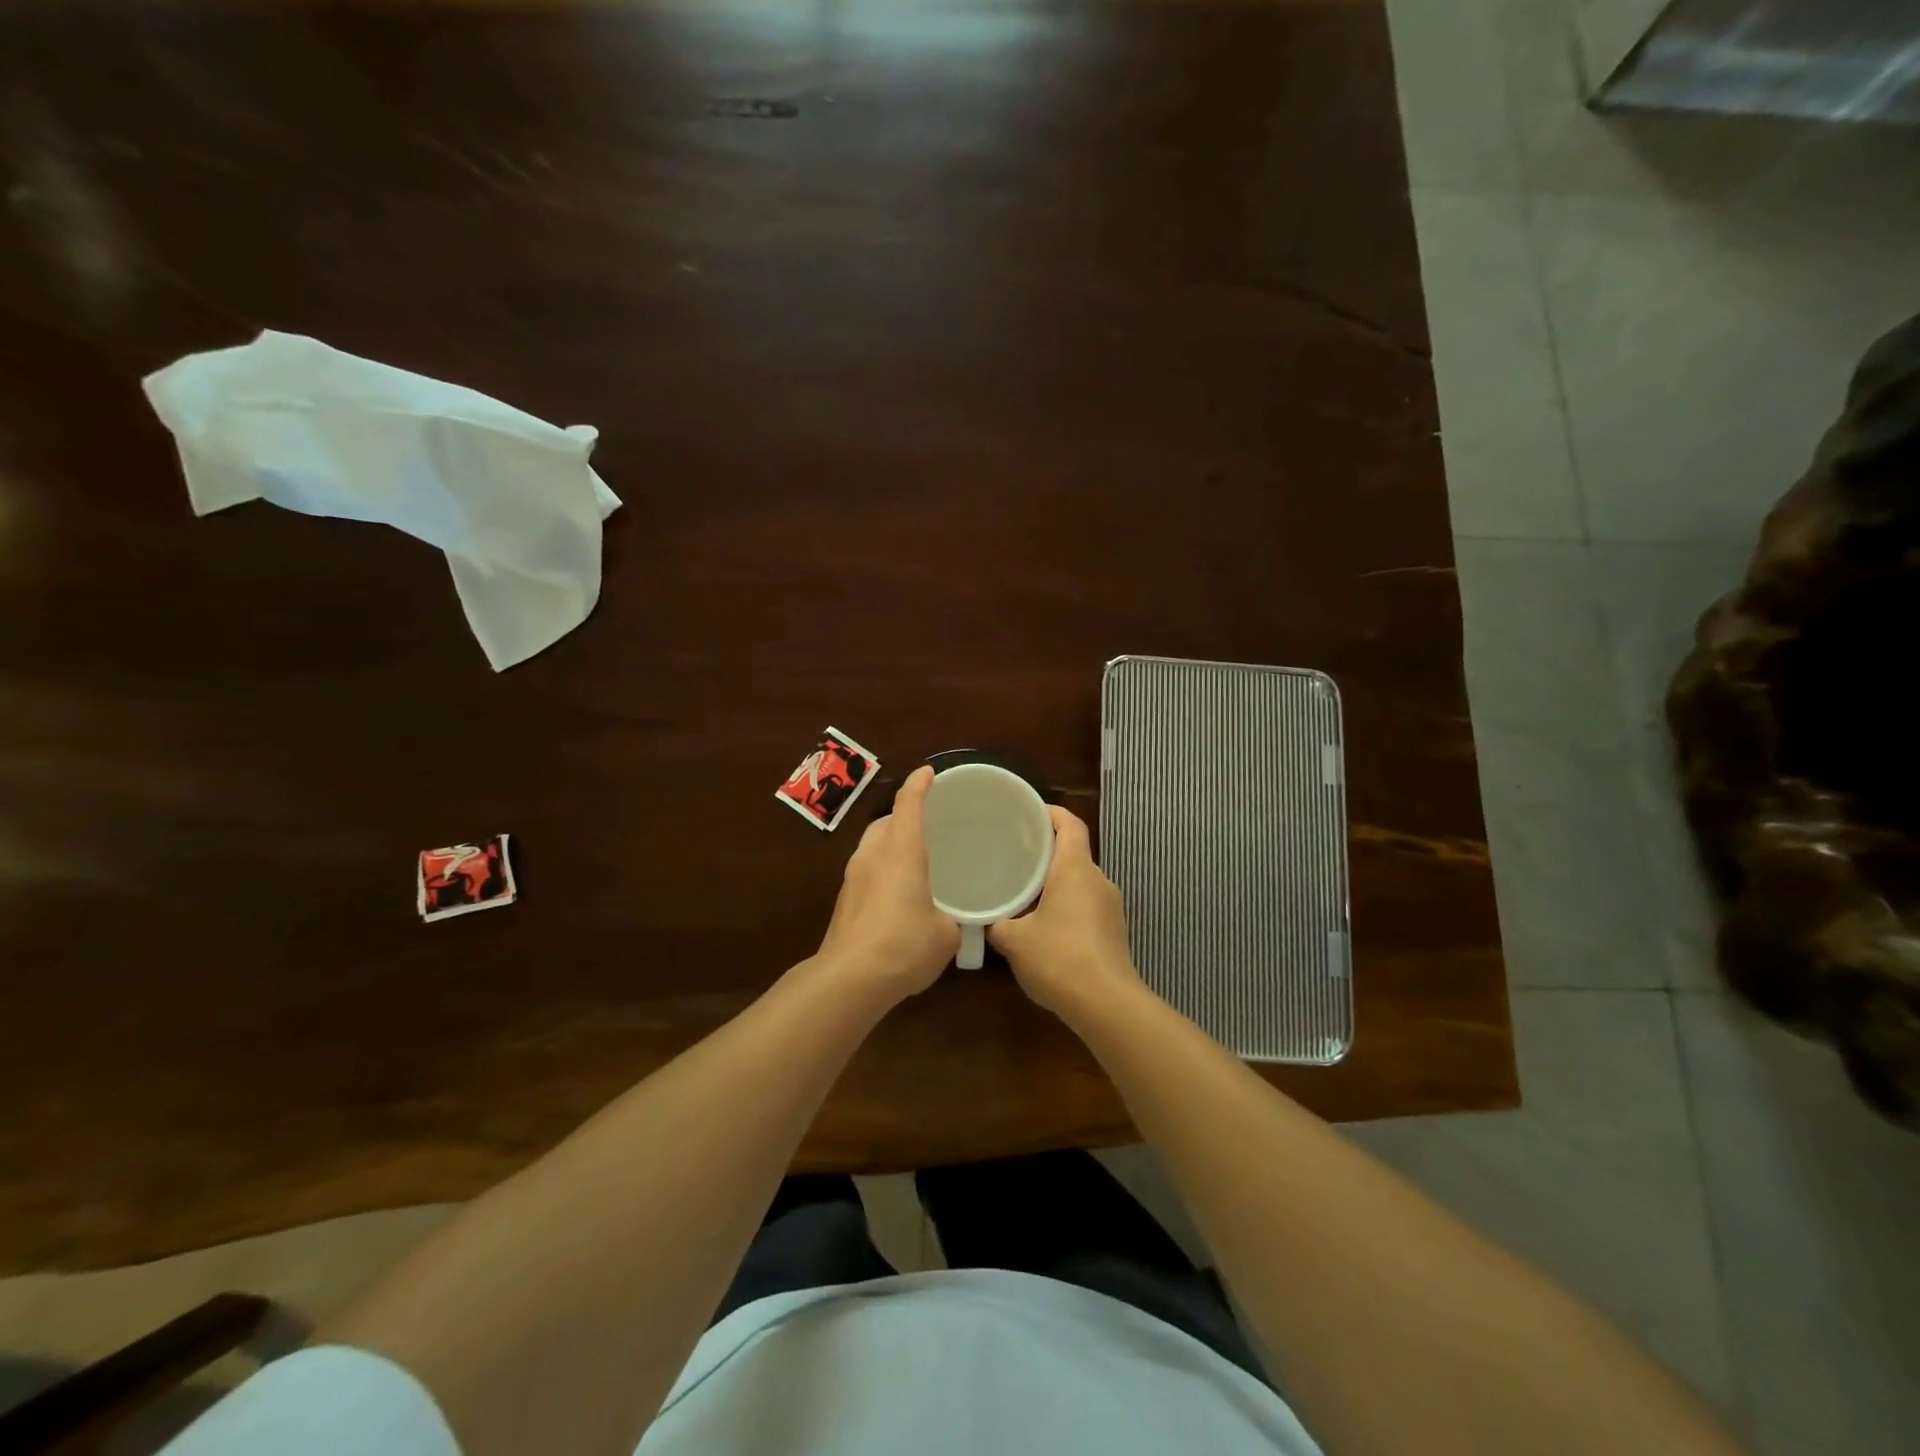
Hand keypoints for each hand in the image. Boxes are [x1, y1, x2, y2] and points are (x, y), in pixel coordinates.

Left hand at [815, 765, 959, 1002]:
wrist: (850, 979)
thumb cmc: (905, 944)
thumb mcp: (945, 934)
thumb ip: (949, 920)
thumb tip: (947, 922)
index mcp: (901, 851)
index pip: (909, 804)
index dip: (919, 785)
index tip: (928, 772)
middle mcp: (873, 855)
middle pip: (885, 822)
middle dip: (902, 816)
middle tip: (924, 823)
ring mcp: (852, 879)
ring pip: (871, 847)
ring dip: (889, 845)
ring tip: (911, 860)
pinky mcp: (843, 903)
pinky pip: (865, 873)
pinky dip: (881, 872)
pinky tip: (896, 895)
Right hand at [988, 806, 1145, 1021]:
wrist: (1106, 1004)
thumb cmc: (1059, 958)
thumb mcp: (1015, 940)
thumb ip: (997, 924)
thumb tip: (986, 919)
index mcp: (1076, 869)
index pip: (1069, 824)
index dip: (1051, 812)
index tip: (1028, 811)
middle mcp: (1098, 880)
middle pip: (1074, 852)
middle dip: (1047, 850)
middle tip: (1015, 852)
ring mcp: (1111, 907)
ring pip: (1081, 881)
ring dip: (1056, 881)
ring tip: (1025, 888)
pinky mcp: (1114, 931)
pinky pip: (1087, 905)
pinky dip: (1066, 904)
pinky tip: (1044, 924)